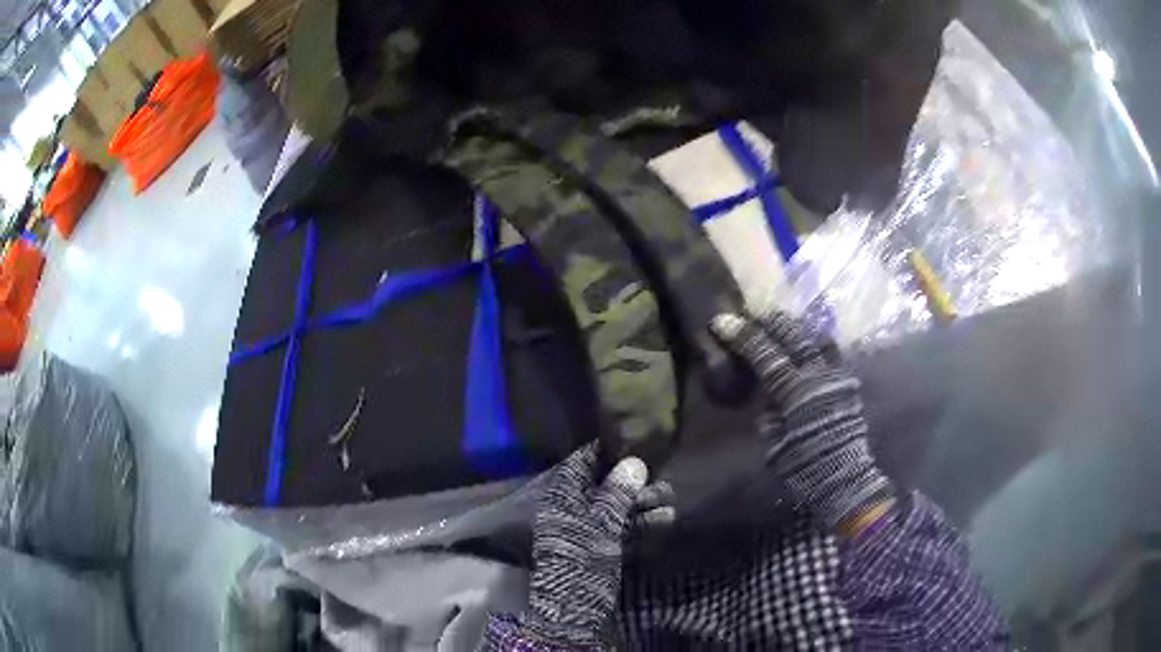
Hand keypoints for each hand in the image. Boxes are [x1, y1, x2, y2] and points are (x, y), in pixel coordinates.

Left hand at [526, 443, 672, 644]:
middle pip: (604, 488)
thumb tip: (634, 462)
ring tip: (671, 499)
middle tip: (663, 479)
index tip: (634, 442)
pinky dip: (641, 524)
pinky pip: (621, 530)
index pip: (581, 463)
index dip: (606, 452)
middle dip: (634, 484)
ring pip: (616, 510)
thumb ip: (617, 492)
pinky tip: (665, 519)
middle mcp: (572, 510)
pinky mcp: (600, 550)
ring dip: (643, 505)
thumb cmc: (582, 556)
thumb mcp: (601, 521)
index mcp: (561, 497)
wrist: (574, 605)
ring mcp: (586, 531)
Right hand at [711, 311, 893, 531]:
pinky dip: (819, 346)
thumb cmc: (803, 467)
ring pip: (817, 337)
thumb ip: (769, 413)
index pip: (764, 353)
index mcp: (795, 391)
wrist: (845, 478)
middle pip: (793, 335)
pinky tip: (810, 347)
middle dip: (770, 322)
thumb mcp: (774, 442)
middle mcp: (818, 375)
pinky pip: (833, 354)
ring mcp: (838, 376)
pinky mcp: (850, 382)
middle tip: (752, 315)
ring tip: (782, 327)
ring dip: (797, 329)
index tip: (721, 321)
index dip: (742, 335)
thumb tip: (766, 395)